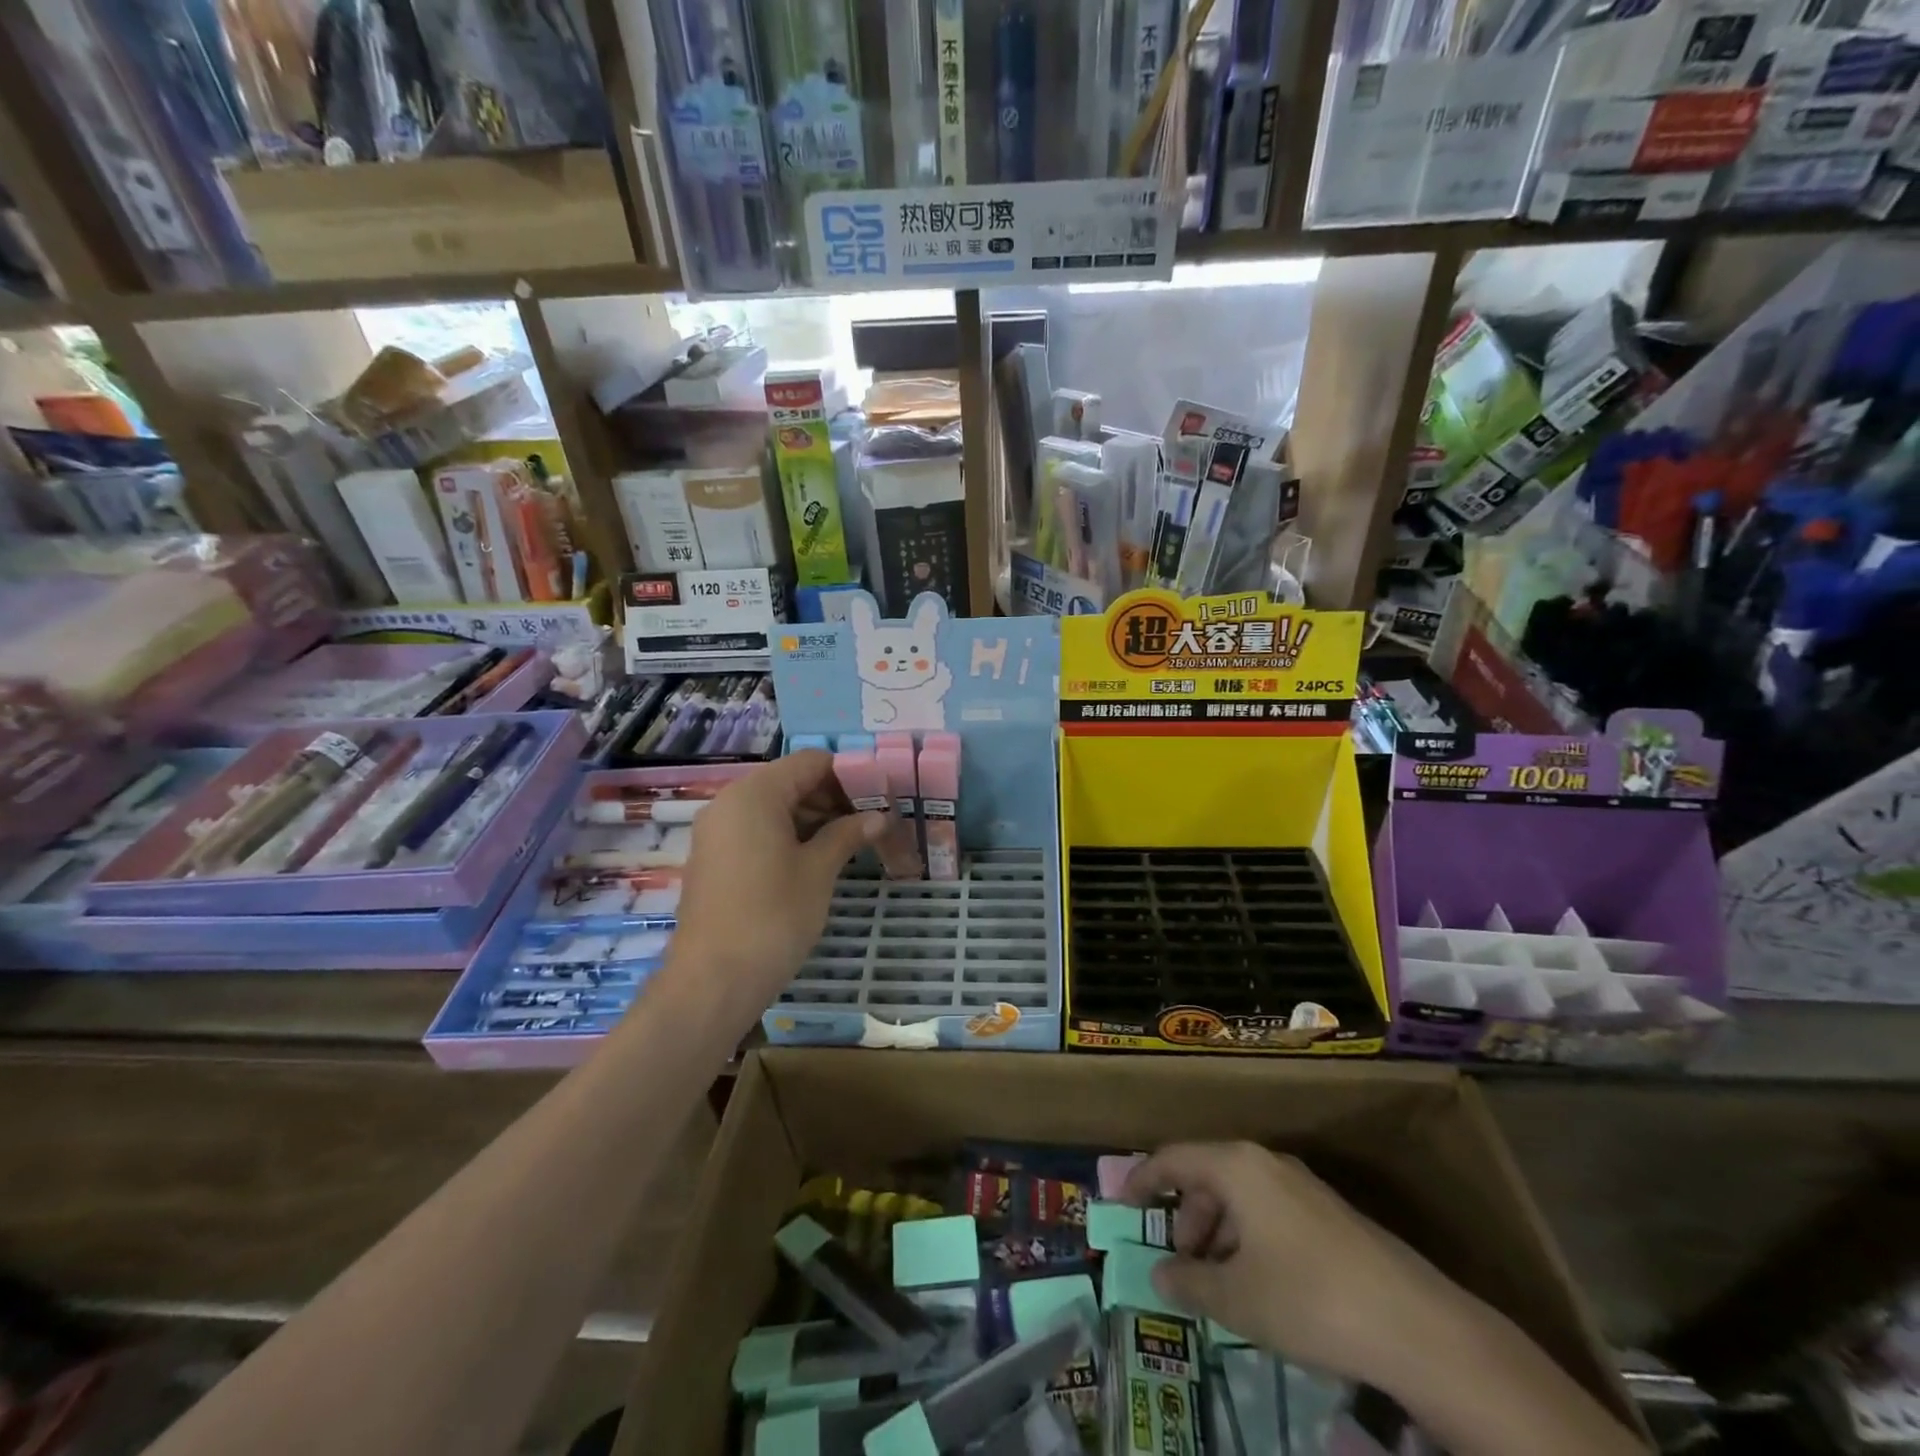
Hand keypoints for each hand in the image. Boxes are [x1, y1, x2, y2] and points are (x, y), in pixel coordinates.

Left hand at [666, 751, 885, 1021]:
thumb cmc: (773, 916)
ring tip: (851, 842)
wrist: (713, 981)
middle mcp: (730, 802)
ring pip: (774, 808)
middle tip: (871, 822)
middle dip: (832, 797)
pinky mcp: (714, 858)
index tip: (880, 796)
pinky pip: (756, 830)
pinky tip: (817, 858)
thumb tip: (879, 817)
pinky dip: (788, 835)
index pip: (810, 762)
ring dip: (813, 818)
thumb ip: (847, 834)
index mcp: (755, 794)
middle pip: (790, 782)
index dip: (849, 774)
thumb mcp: (818, 870)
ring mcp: (717, 831)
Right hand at [1122, 1142, 1462, 1384]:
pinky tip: (1259, 1287)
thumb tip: (1159, 1274)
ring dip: (1218, 1235)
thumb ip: (1189, 1283)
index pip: (1172, 1159)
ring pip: (1240, 1198)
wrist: (1417, 1326)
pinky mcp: (1329, 1215)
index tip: (1119, 1205)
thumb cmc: (1308, 1299)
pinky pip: (1268, 1213)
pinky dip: (1248, 1241)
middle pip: (1207, 1178)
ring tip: (1218, 1287)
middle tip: (1179, 1267)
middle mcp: (1266, 1163)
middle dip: (1185, 1220)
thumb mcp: (1236, 1299)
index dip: (1141, 1180)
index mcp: (1237, 1166)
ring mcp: (1302, 1186)